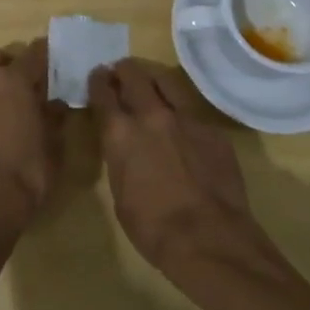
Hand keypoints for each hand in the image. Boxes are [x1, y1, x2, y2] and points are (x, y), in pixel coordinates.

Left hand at [0, 40, 65, 248]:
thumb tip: (57, 103)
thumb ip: (55, 116)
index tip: (57, 61)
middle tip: (28, 83)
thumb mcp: (54, 144)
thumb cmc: (27, 171)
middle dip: (11, 64)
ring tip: (9, 108)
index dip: (48, 54)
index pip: (34, 52)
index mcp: (13, 80)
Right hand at [88, 58, 266, 275]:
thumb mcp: (119, 193)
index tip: (97, 76)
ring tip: (150, 82)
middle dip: (124, 70)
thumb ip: (120, 158)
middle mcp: (150, 115)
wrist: (208, 239)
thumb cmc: (152, 227)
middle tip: (121, 71)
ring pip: (166, 81)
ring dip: (153, 79)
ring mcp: (185, 118)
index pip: (103, 93)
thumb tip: (124, 146)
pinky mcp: (212, 129)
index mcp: (120, 133)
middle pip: (133, 75)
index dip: (98, 81)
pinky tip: (182, 124)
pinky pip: (192, 109)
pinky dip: (181, 110)